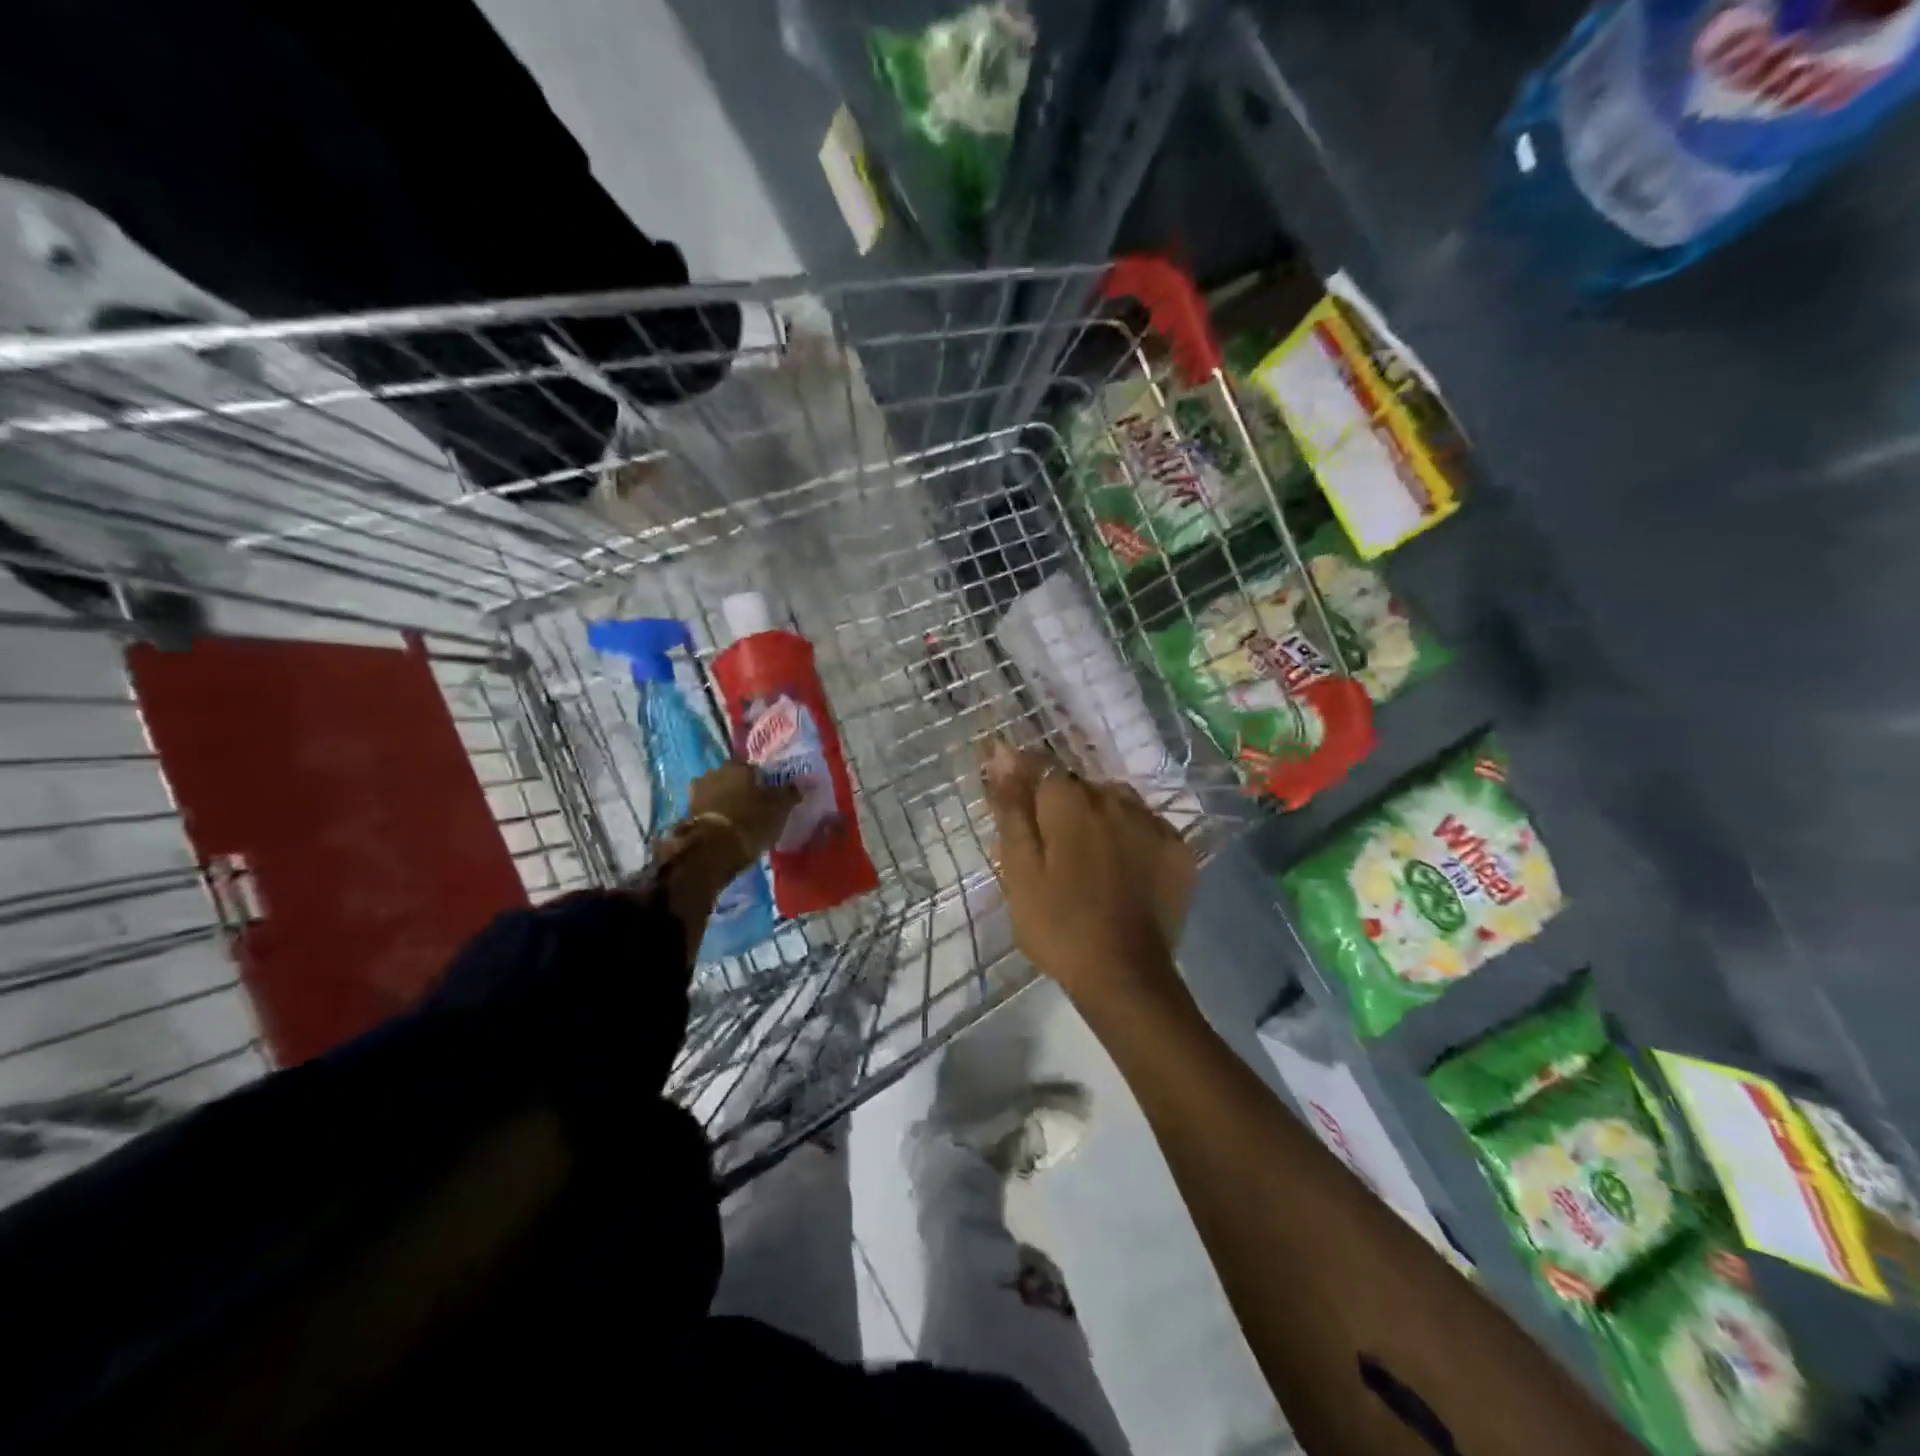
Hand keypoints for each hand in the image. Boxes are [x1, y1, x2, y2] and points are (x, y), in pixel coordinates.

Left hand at [689, 761, 800, 860]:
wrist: (713, 849)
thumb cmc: (751, 822)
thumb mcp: (780, 808)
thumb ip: (789, 793)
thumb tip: (799, 783)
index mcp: (739, 766)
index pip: (753, 767)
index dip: (761, 780)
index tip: (767, 793)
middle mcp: (716, 772)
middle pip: (731, 777)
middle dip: (739, 788)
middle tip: (751, 805)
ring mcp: (697, 791)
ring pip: (716, 791)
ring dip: (723, 800)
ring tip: (735, 818)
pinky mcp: (686, 812)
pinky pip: (706, 808)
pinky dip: (713, 814)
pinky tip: (722, 826)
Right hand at [981, 741, 1196, 1006]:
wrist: (1124, 975)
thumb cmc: (1057, 923)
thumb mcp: (1019, 868)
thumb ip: (1012, 807)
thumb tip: (1002, 751)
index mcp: (1070, 801)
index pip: (1041, 767)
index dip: (1025, 782)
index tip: (1018, 810)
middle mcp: (1115, 798)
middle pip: (1080, 786)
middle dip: (1062, 805)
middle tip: (1051, 850)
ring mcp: (1152, 822)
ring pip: (1116, 802)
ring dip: (1099, 817)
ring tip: (1088, 859)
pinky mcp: (1178, 849)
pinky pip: (1146, 826)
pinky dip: (1132, 837)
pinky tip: (1123, 869)